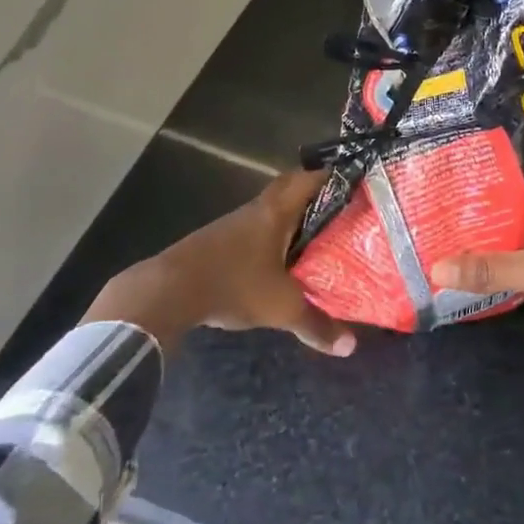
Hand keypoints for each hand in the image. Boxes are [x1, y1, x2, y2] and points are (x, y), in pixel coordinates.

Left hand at [82, 169, 355, 357]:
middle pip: (289, 188)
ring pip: (270, 210)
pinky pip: (254, 228)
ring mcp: (233, 224)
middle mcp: (256, 209)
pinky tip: (280, 259)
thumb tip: (350, 347)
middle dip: (315, 195)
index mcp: (276, 212)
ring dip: (292, 217)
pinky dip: (271, 236)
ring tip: (318, 235)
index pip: (309, 179)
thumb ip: (317, 325)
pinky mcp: (217, 242)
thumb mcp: (281, 308)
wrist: (167, 291)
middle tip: (341, 209)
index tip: (356, 184)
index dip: (334, 177)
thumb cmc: (233, 285)